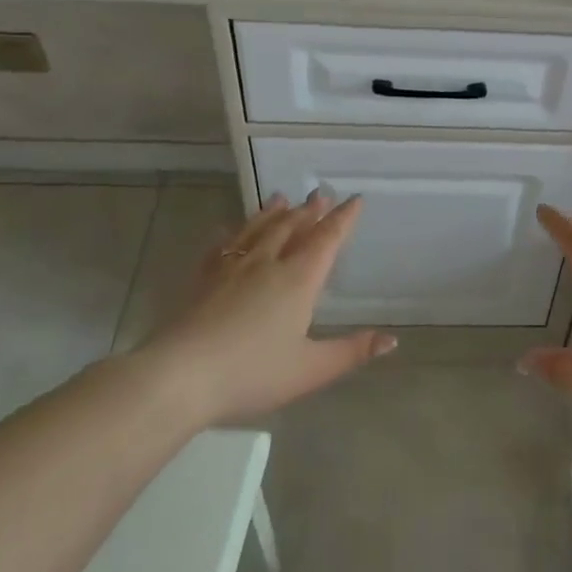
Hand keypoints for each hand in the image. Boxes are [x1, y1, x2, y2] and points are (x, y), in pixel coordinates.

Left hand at [141, 192, 394, 423]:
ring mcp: (231, 269)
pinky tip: (227, 230)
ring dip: (272, 213)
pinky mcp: (202, 280)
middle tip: (320, 194)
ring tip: (281, 198)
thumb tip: (392, 340)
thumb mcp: (311, 369)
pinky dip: (231, 234)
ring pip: (257, 230)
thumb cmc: (252, 374)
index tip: (355, 200)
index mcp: (298, 280)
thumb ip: (352, 352)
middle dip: (309, 211)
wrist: (179, 377)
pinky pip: (221, 247)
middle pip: (292, 228)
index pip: (327, 240)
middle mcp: (267, 264)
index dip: (343, 219)